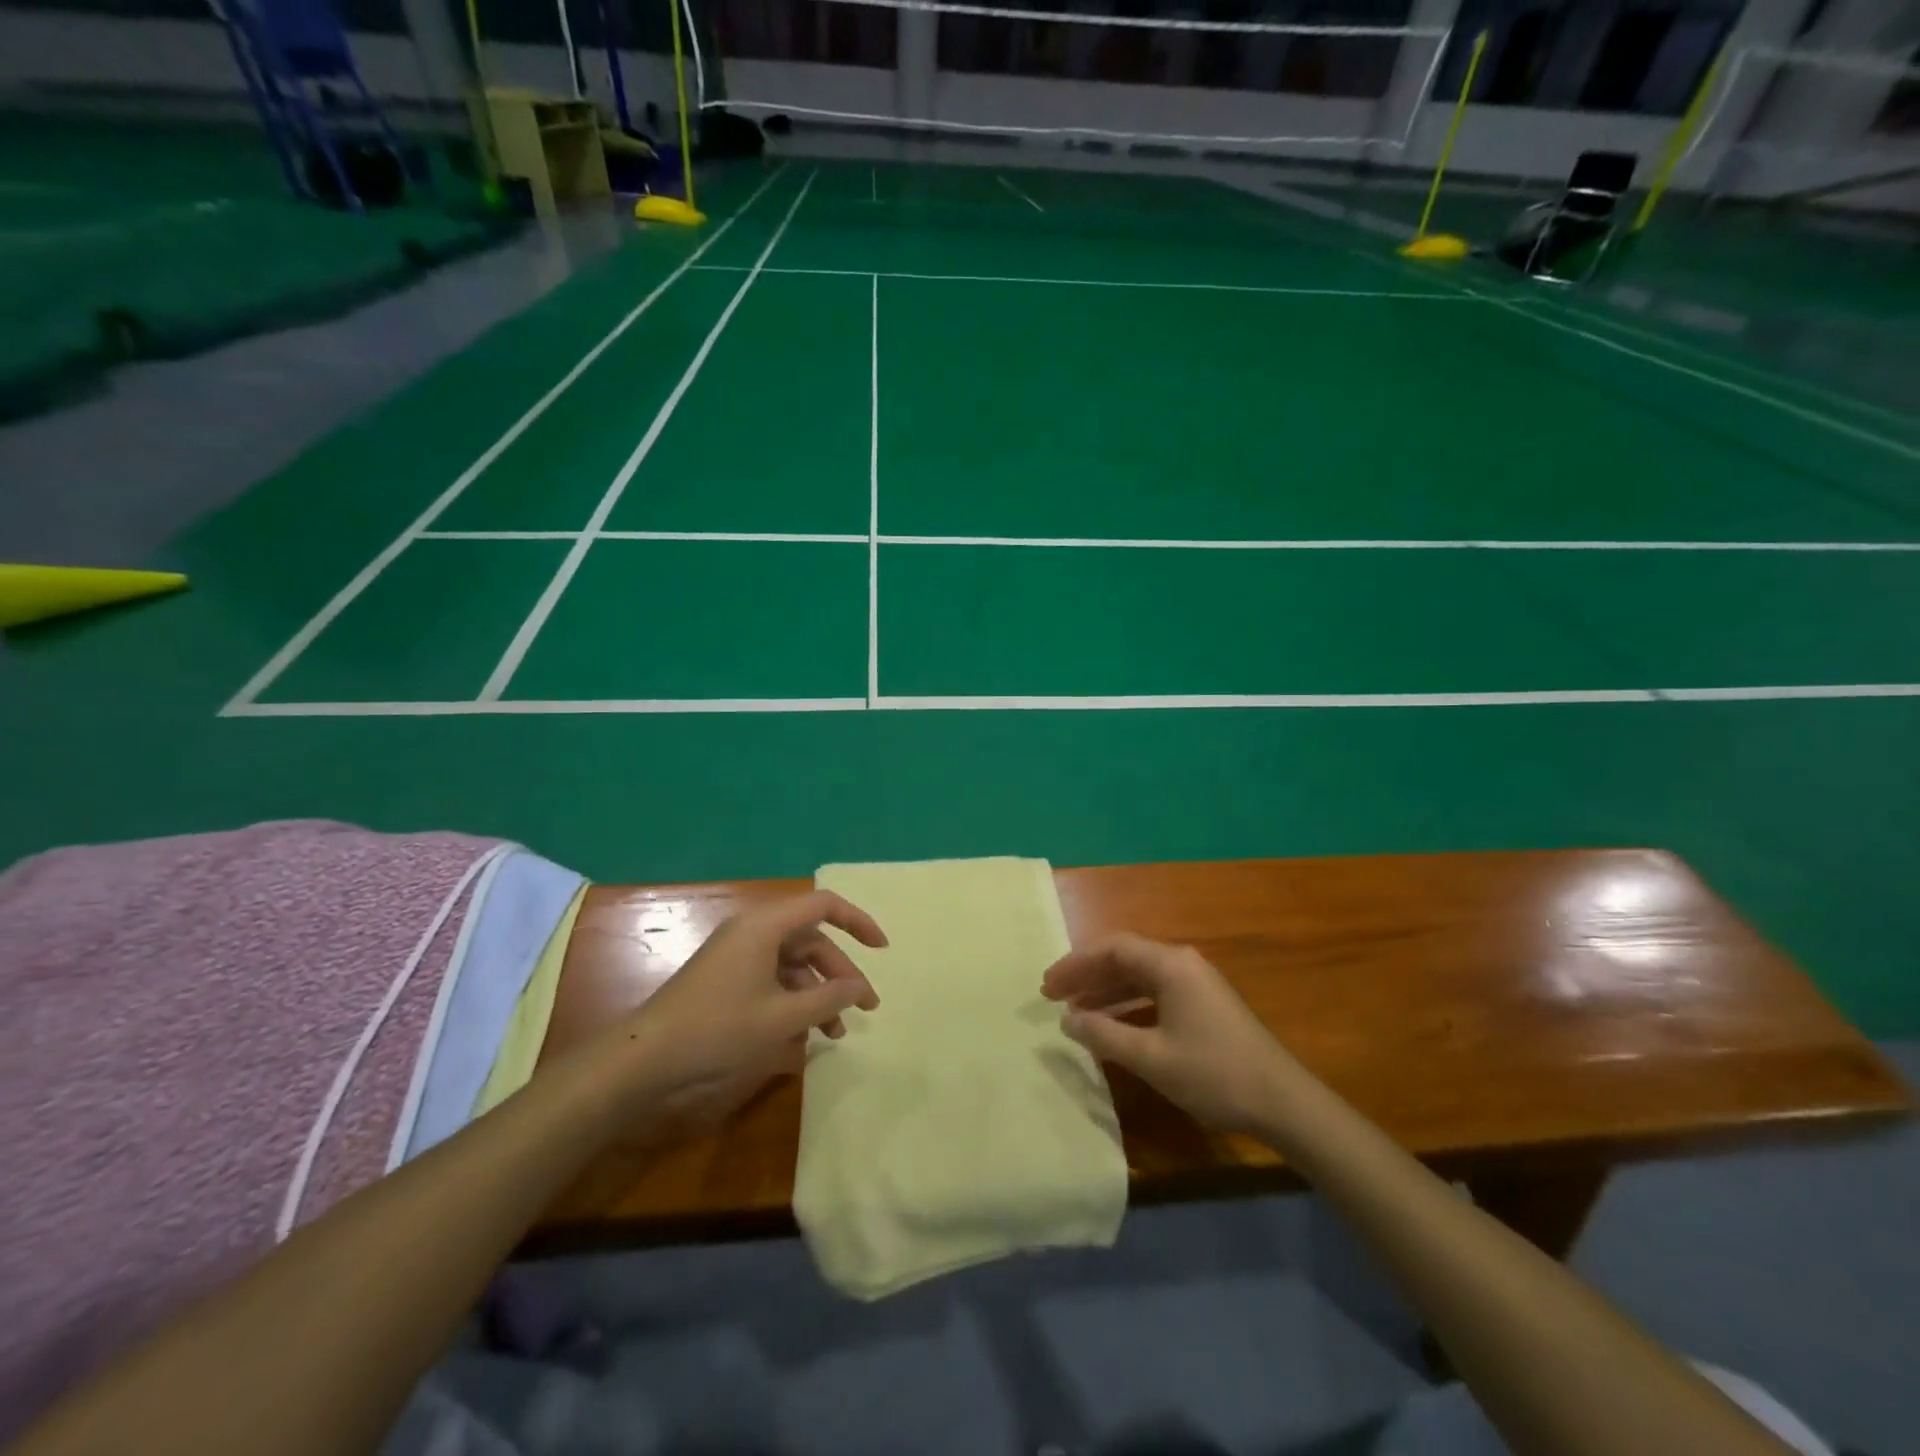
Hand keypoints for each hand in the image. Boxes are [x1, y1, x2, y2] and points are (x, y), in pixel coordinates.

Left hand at [619, 891, 885, 1134]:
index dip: (857, 922)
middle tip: (865, 1007)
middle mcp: (753, 931)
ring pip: (794, 964)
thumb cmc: (718, 1028)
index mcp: (766, 926)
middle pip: (811, 941)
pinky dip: (794, 1001)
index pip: (823, 905)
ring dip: (818, 994)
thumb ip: (827, 999)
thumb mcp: (781, 1017)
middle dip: (840, 974)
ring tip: (836, 1032)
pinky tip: (805, 1035)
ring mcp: (738, 954)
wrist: (647, 1057)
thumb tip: (858, 986)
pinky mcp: (728, 977)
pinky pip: (773, 979)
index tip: (881, 949)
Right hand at [1042, 934, 1299, 1134]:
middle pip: (1124, 958)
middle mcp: (1182, 964)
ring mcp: (1195, 984)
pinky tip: (1112, 1025)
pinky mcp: (1204, 1005)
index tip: (1047, 987)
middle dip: (1087, 975)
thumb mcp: (1152, 1057)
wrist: (1284, 1103)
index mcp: (1170, 965)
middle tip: (1052, 997)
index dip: (1075, 964)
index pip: (1112, 948)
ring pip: (1139, 976)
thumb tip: (1067, 1020)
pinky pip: (1154, 993)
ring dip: (1105, 991)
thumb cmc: (1214, 1073)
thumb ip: (1105, 1035)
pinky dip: (1128, 1005)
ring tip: (1074, 1012)